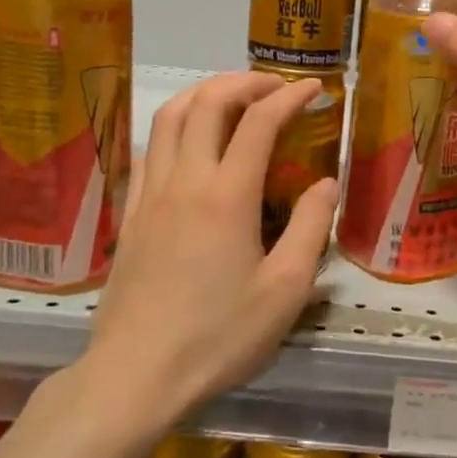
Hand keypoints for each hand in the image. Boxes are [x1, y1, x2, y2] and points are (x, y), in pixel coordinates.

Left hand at [82, 72, 336, 422]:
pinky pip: (149, 150)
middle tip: (275, 86)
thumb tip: (326, 183)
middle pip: (207, 103)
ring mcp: (150, 195)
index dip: (289, 96)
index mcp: (227, 195)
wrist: (135, 375)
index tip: (314, 89)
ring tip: (233, 99)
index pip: (259, 121)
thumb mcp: (284, 290)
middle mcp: (184, 181)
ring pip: (169, 118)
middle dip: (244, 81)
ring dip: (204, 95)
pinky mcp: (130, 215)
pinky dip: (175, 127)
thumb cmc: (218, 337)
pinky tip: (189, 143)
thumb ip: (309, 228)